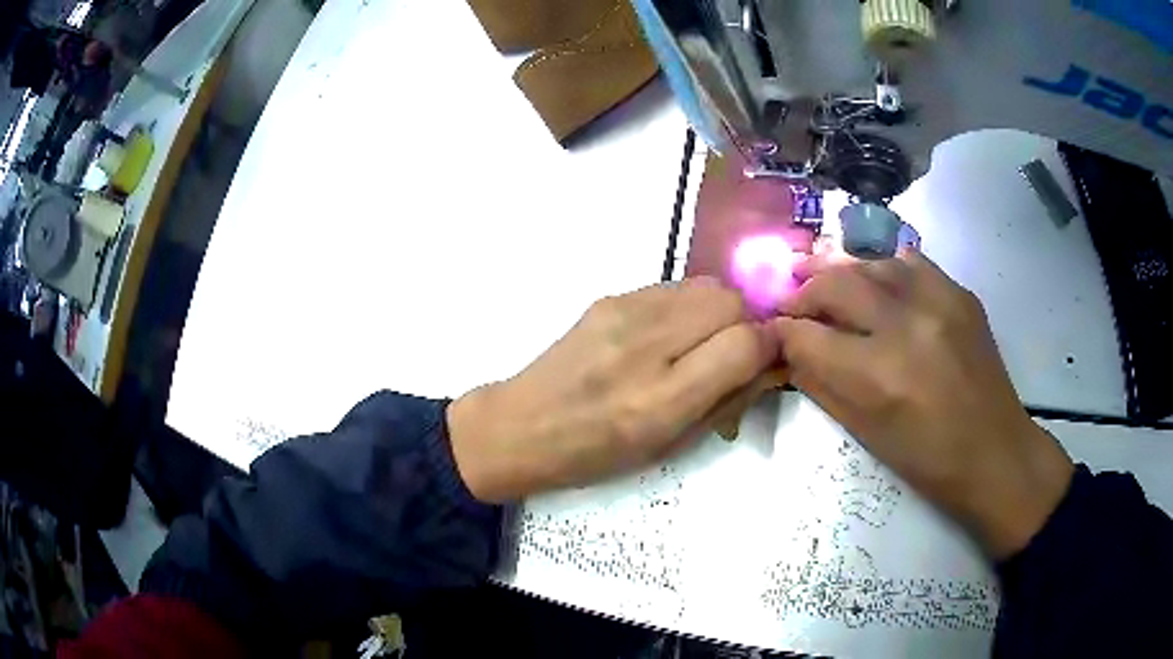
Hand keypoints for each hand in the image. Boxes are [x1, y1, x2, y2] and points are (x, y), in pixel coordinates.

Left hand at [447, 278, 777, 502]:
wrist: (521, 426)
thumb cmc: (596, 455)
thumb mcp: (670, 447)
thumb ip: (726, 401)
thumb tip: (769, 365)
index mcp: (661, 399)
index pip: (745, 343)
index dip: (768, 347)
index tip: (767, 360)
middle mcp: (646, 345)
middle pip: (730, 301)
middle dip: (746, 324)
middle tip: (734, 353)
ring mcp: (624, 313)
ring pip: (705, 286)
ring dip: (719, 311)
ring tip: (701, 343)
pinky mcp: (609, 298)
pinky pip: (673, 288)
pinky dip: (688, 306)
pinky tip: (670, 334)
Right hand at [773, 250, 1073, 558]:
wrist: (995, 451)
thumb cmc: (927, 459)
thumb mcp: (865, 433)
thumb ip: (822, 385)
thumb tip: (790, 351)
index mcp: (878, 374)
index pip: (807, 335)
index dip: (780, 330)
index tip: (771, 329)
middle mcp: (906, 325)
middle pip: (836, 284)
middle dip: (804, 291)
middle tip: (793, 301)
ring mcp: (938, 301)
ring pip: (872, 262)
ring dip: (841, 271)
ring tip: (827, 282)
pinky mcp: (959, 293)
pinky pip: (910, 263)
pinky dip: (884, 269)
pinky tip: (878, 282)